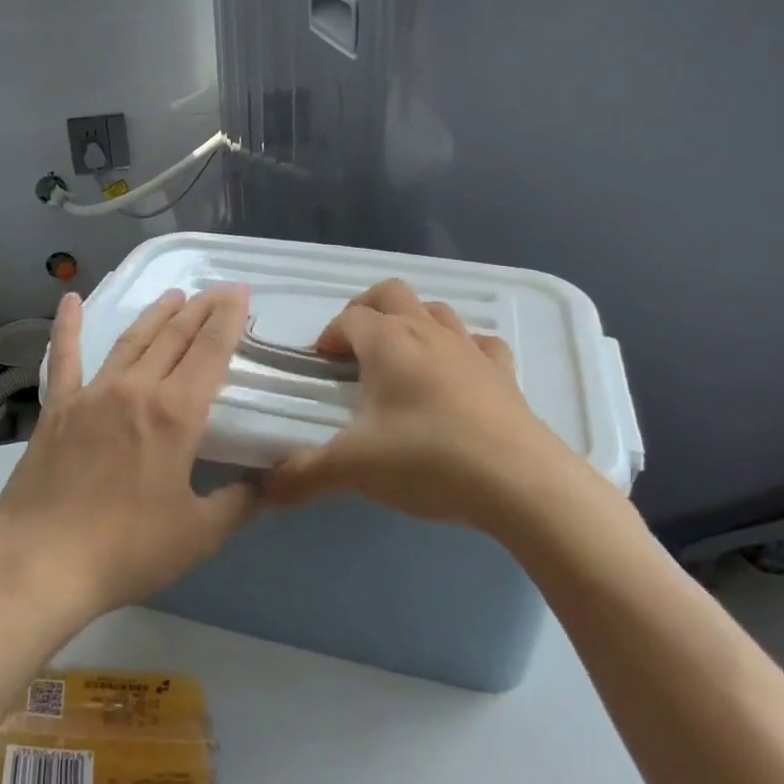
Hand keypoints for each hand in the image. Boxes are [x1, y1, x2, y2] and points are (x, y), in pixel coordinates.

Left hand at [0, 286, 256, 626]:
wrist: (41, 564)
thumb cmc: (127, 550)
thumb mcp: (198, 534)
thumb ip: (240, 503)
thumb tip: (272, 485)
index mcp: (176, 414)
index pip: (211, 351)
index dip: (228, 318)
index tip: (240, 292)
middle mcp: (136, 389)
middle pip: (174, 336)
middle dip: (200, 309)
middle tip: (217, 290)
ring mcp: (93, 393)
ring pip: (132, 340)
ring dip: (156, 314)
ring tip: (175, 294)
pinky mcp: (57, 407)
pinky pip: (64, 357)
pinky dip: (67, 326)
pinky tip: (69, 299)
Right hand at [265, 279, 581, 530]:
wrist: (519, 482)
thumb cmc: (426, 459)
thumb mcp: (354, 468)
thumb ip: (304, 474)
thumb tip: (264, 490)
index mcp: (387, 342)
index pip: (348, 319)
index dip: (329, 336)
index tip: (319, 365)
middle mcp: (426, 331)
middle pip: (391, 294)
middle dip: (366, 310)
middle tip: (354, 347)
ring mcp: (469, 348)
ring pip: (435, 310)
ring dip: (412, 322)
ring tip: (401, 358)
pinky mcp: (503, 373)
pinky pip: (479, 343)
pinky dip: (462, 348)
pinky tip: (457, 374)